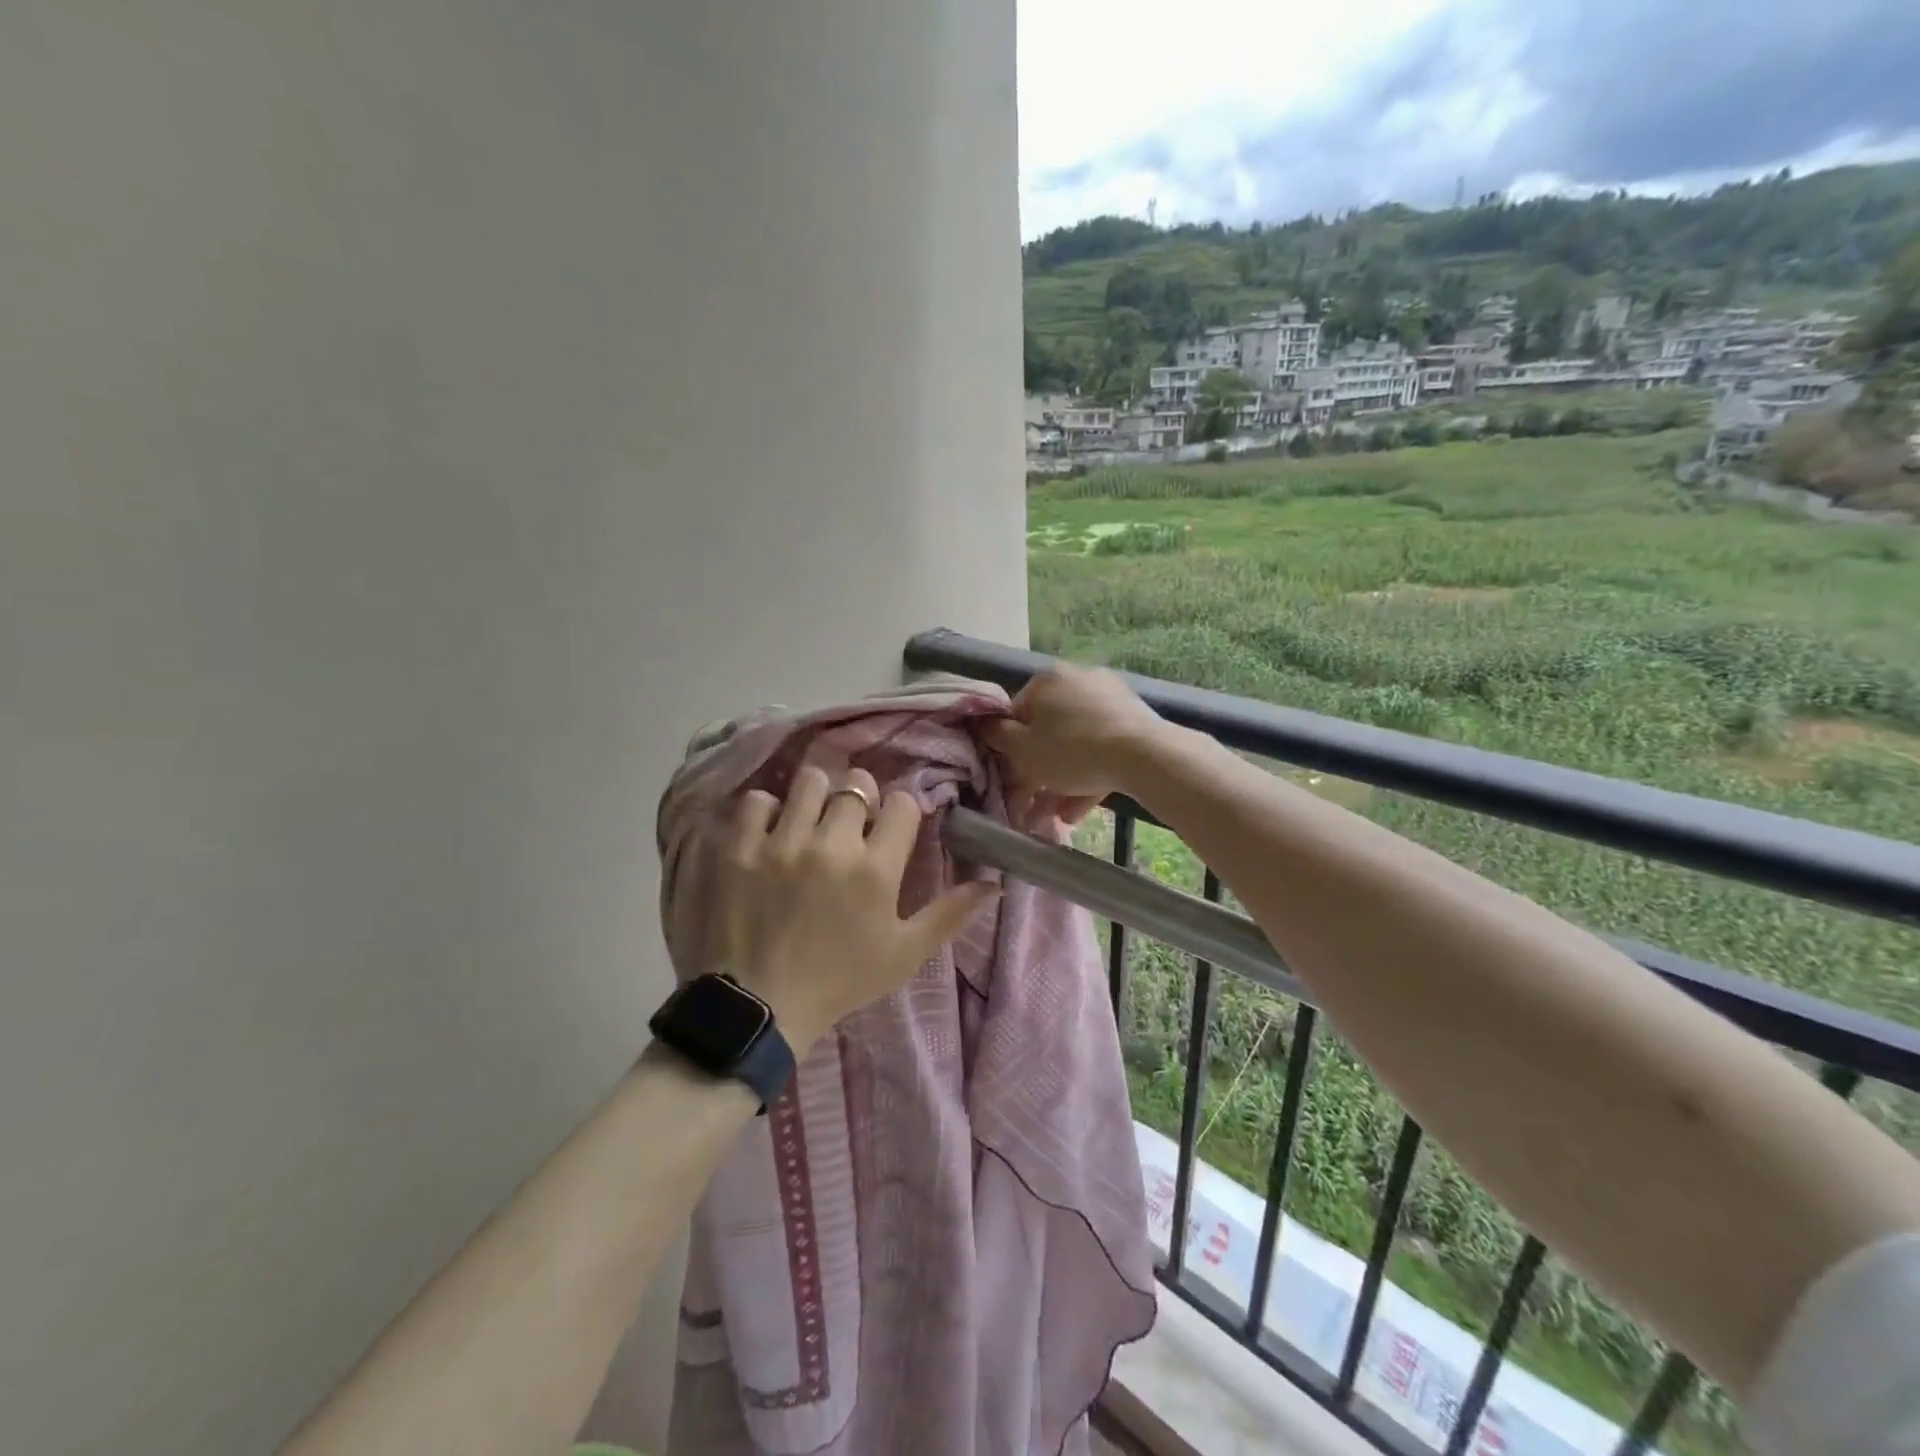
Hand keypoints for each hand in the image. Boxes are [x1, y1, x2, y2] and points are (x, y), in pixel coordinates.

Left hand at [719, 765, 998, 1049]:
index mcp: (876, 870)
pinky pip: (757, 801)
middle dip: (860, 799)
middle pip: (857, 784)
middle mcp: (832, 845)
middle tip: (850, 823)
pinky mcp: (739, 848)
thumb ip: (950, 914)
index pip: (902, 803)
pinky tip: (769, 834)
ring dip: (816, 796)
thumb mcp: (904, 955)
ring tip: (810, 820)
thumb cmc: (839, 981)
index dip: (901, 811)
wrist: (757, 1009)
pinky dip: (766, 812)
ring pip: (809, 781)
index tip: (891, 827)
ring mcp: (782, 843)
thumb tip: (994, 884)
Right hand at [984, 665, 1168, 816]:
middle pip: (1048, 731)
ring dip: (1062, 781)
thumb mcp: (1023, 750)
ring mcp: (1109, 698)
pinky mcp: (1133, 719)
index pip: (1016, 714)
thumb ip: (997, 736)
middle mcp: (1077, 680)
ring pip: (1076, 744)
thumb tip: (983, 723)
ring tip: (1056, 817)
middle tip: (1033, 804)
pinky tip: (1079, 811)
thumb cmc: (1071, 750)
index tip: (1011, 779)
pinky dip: (1088, 776)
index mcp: (1046, 680)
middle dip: (1038, 772)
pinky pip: (1101, 748)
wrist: (1143, 755)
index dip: (1010, 750)